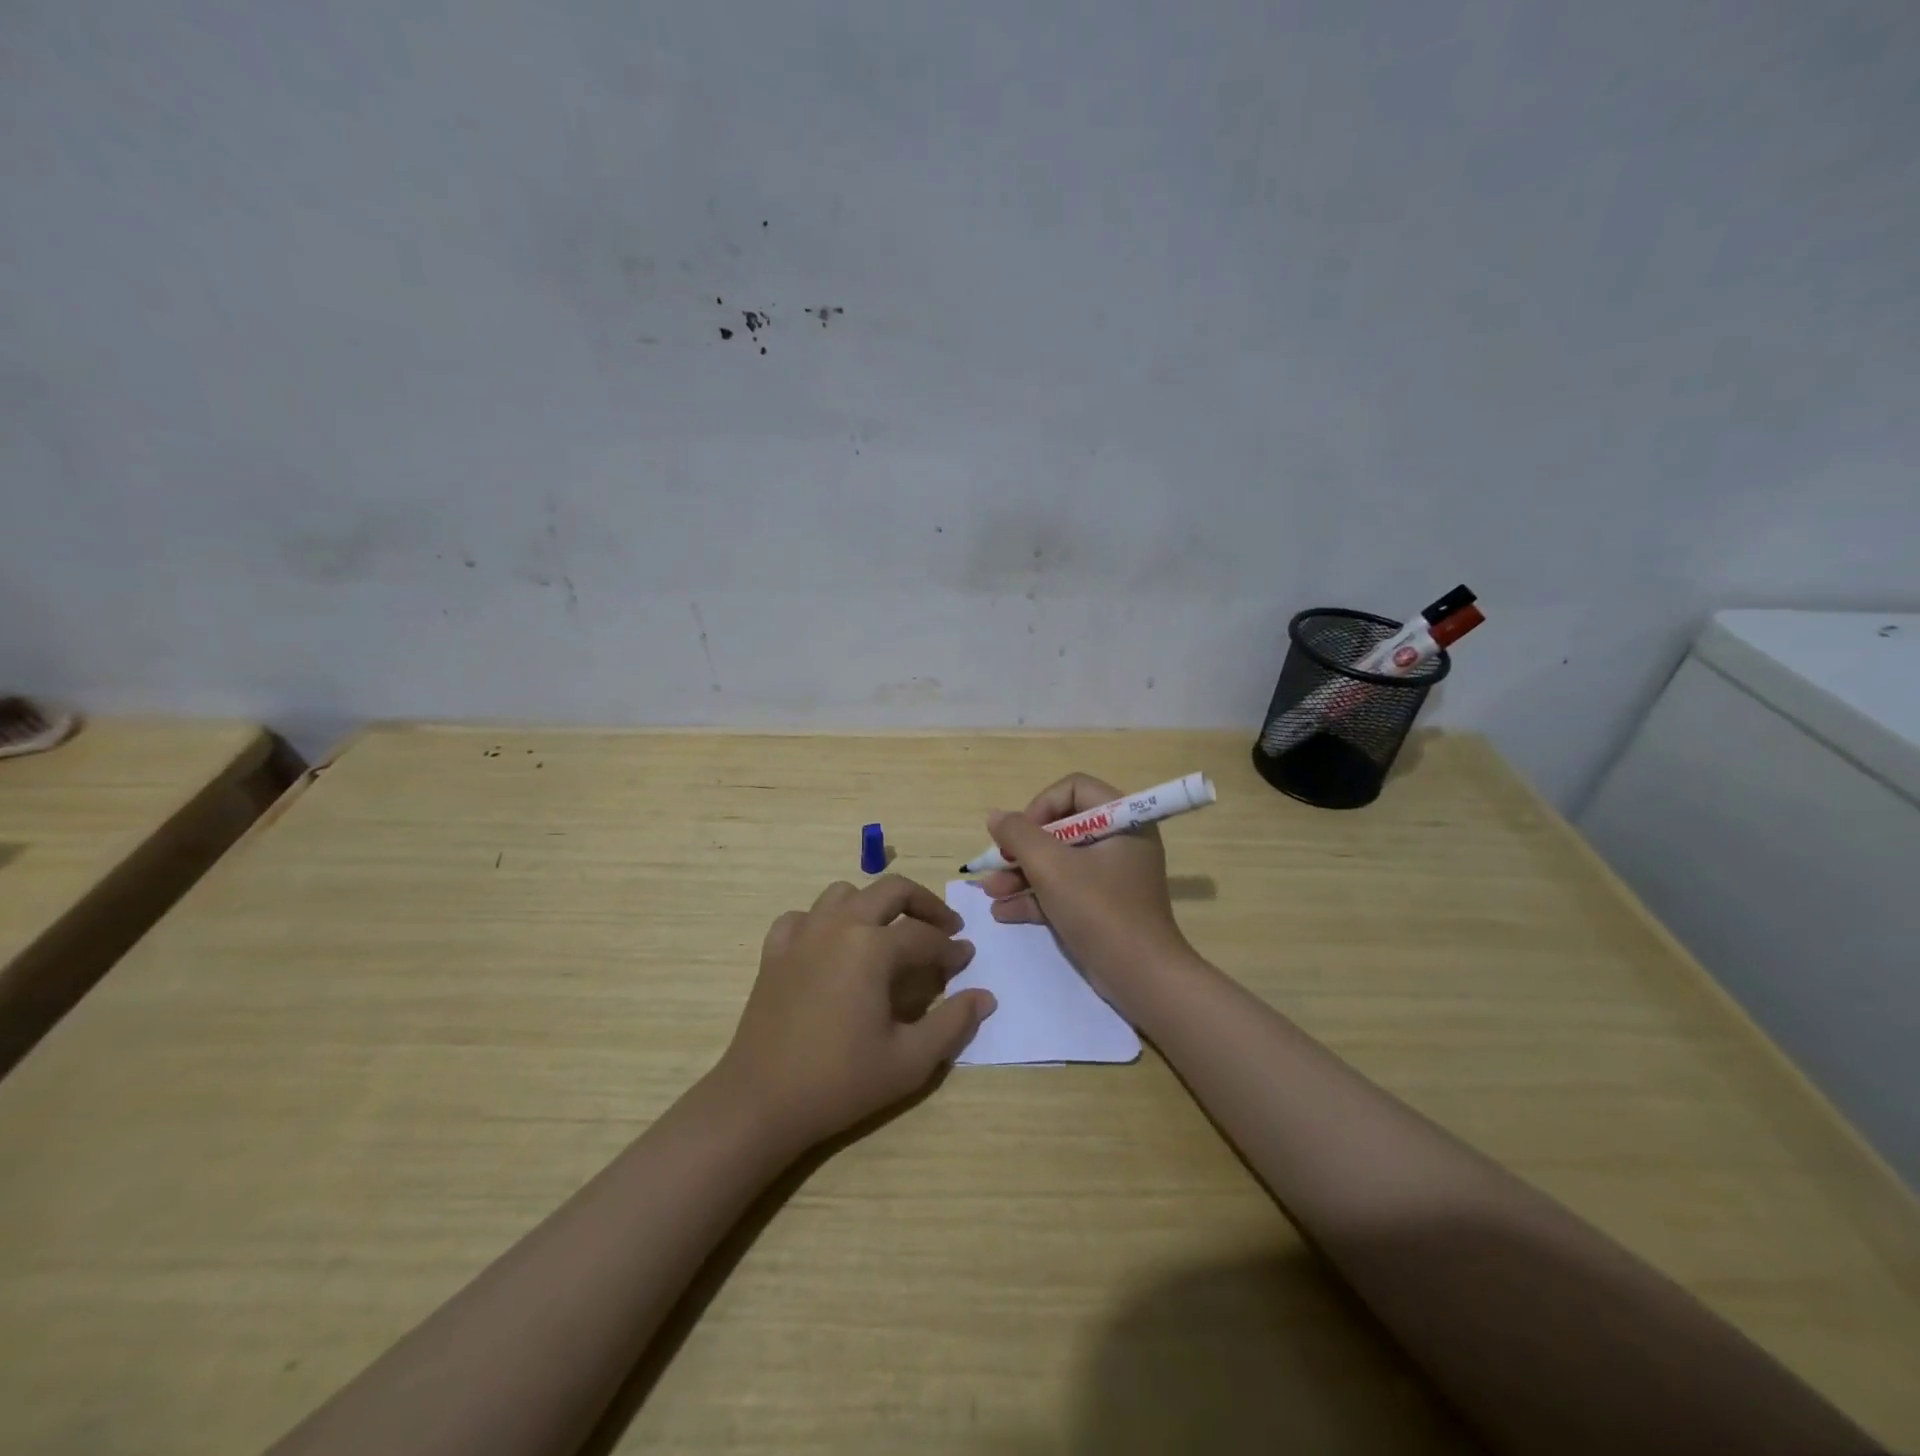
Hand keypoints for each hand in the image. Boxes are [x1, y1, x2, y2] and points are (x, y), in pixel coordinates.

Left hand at [715, 875, 994, 1151]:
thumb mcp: (909, 1061)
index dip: (951, 948)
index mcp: (873, 947)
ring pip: (845, 894)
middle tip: (943, 927)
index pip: (925, 936)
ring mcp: (802, 934)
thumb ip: (953, 1023)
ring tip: (889, 932)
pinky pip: (803, 916)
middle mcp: (839, 925)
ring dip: (874, 904)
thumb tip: (984, 997)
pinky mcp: (775, 951)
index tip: (966, 961)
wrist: (761, 1102)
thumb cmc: (840, 1081)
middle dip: (924, 903)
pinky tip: (832, 946)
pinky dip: (824, 921)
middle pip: (890, 890)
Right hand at [981, 774, 1194, 1000]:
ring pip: (1058, 861)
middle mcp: (1119, 841)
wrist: (1141, 977)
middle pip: (1061, 827)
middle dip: (1023, 848)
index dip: (1041, 806)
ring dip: (1021, 874)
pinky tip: (1003, 911)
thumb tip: (996, 817)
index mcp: (1122, 819)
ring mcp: (1111, 876)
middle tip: (997, 863)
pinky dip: (1035, 897)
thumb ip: (1019, 835)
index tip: (1021, 835)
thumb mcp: (1052, 868)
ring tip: (990, 892)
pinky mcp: (1102, 906)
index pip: (1074, 789)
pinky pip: (1064, 890)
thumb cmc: (1100, 910)